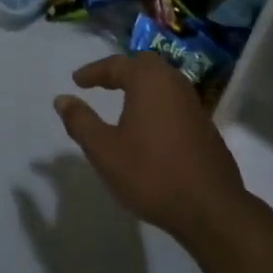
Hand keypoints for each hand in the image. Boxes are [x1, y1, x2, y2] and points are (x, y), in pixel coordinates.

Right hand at [54, 54, 250, 253]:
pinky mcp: (204, 125)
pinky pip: (173, 100)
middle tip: (100, 83)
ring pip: (162, 81)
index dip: (94, 72)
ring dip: (140, 85)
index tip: (77, 81)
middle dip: (120, 71)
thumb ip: (81, 122)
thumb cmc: (151, 173)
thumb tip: (62, 99)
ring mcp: (193, 103)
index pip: (116, 65)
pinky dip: (155, 102)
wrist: (210, 208)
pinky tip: (148, 124)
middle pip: (144, 65)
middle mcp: (173, 83)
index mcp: (149, 81)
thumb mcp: (105, 150)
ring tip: (121, 100)